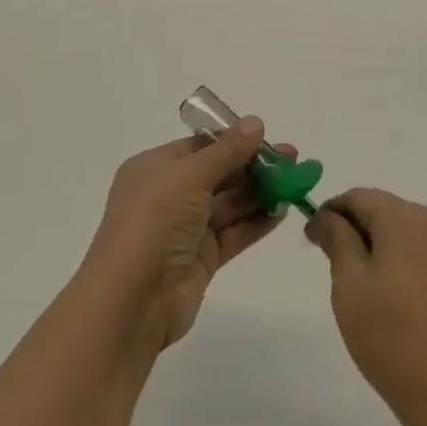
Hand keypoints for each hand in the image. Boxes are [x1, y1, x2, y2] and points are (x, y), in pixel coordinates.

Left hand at [82, 119, 292, 349]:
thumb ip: (226, 151)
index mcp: (155, 168)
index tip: (269, 138)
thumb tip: (255, 123)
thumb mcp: (189, 176)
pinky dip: (256, 222)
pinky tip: (282, 211)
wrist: (131, 302)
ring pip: (229, 204)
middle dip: (254, 166)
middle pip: (218, 173)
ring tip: (295, 182)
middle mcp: (169, 195)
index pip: (200, 146)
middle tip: (293, 160)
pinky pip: (233, 233)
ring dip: (260, 193)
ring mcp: (185, 229)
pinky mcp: (201, 260)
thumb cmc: (154, 222)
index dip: (234, 140)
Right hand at [306, 189, 426, 425]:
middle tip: (339, 270)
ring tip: (372, 292)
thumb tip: (326, 216)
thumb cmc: (396, 341)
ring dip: (386, 249)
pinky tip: (405, 304)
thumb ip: (337, 241)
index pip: (359, 197)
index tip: (314, 240)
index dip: (332, 213)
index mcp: (404, 218)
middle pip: (387, 212)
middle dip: (359, 231)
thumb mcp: (350, 289)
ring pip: (410, 234)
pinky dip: (412, 267)